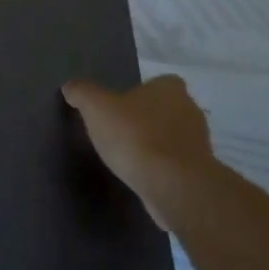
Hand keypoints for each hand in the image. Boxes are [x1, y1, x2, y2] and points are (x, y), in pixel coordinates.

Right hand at [61, 75, 216, 229]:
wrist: (174, 187)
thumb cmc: (136, 137)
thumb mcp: (97, 108)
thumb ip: (82, 93)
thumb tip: (70, 86)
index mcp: (171, 88)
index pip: (157, 83)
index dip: (139, 94)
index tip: (119, 109)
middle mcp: (190, 110)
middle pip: (165, 110)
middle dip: (146, 121)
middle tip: (120, 133)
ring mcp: (198, 144)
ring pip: (171, 139)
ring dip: (154, 147)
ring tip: (128, 159)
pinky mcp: (198, 174)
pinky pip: (175, 166)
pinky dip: (161, 171)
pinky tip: (142, 179)